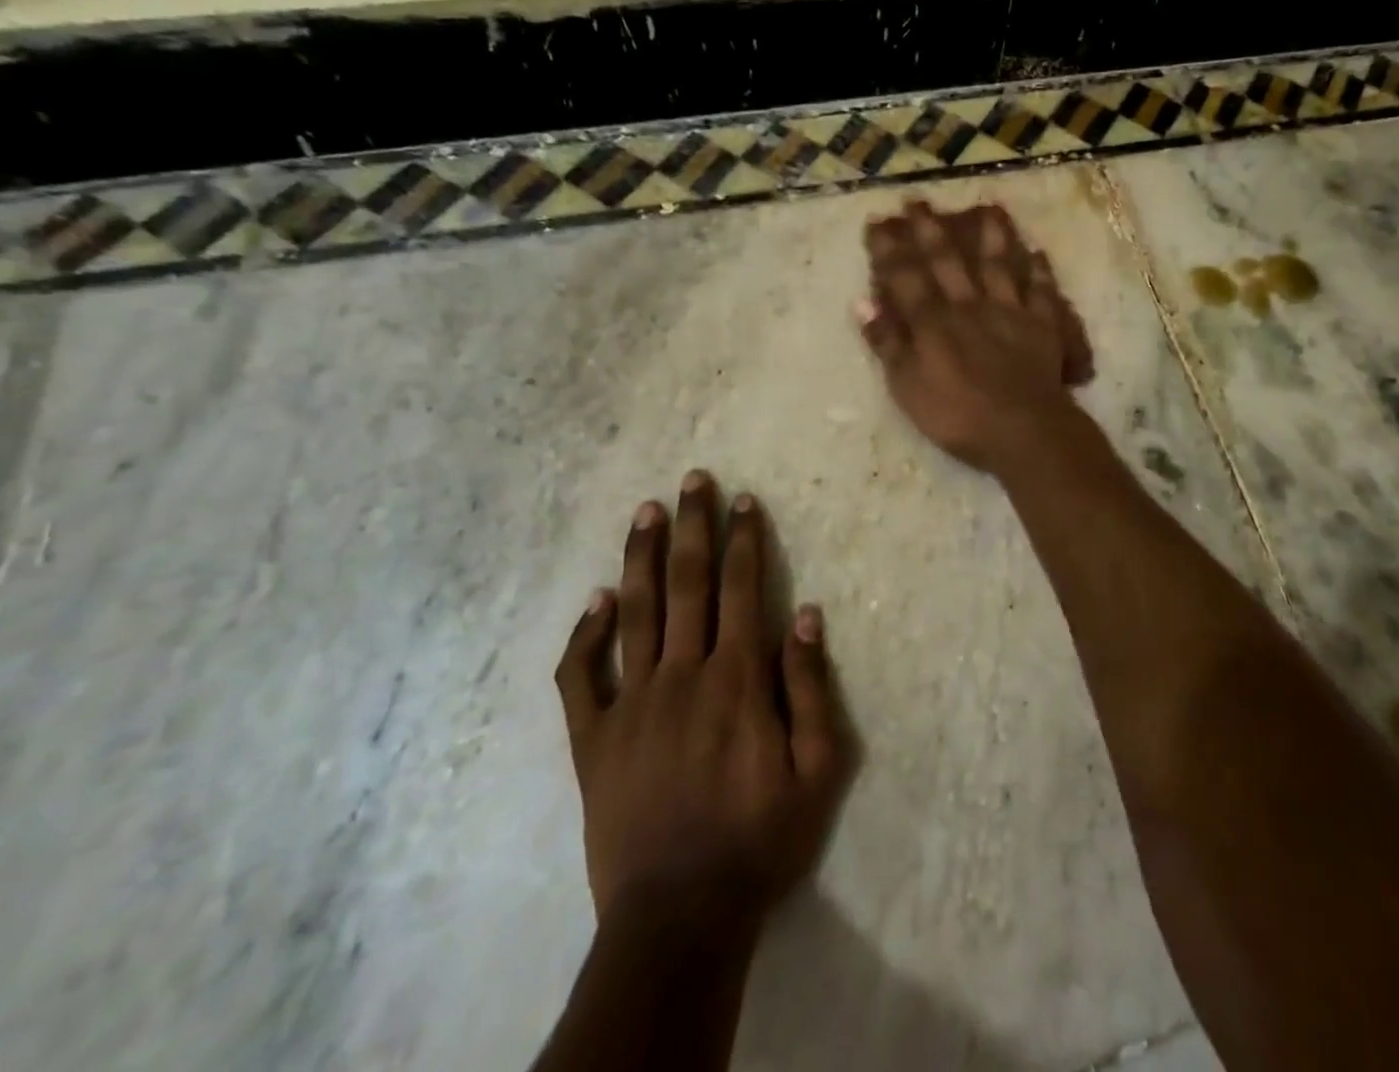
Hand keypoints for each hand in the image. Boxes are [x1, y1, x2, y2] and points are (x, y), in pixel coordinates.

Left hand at [555, 471, 849, 935]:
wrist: (679, 918)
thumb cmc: (760, 839)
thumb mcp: (818, 769)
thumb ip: (811, 687)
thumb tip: (803, 614)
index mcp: (737, 680)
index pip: (741, 588)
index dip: (743, 539)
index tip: (743, 499)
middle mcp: (681, 675)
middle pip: (686, 584)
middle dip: (692, 526)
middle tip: (692, 480)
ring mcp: (630, 704)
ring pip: (634, 613)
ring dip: (640, 557)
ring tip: (645, 510)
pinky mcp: (592, 740)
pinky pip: (580, 677)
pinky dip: (584, 635)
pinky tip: (595, 600)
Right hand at [858, 200, 1087, 474]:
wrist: (1023, 430)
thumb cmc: (956, 415)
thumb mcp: (907, 386)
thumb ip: (887, 343)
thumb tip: (862, 302)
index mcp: (932, 321)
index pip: (904, 276)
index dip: (888, 249)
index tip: (878, 221)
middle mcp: (969, 305)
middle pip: (947, 260)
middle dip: (930, 230)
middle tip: (919, 201)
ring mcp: (1009, 312)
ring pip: (999, 265)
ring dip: (992, 236)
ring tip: (989, 208)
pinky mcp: (1042, 326)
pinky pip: (1041, 292)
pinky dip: (1039, 271)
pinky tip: (1038, 253)